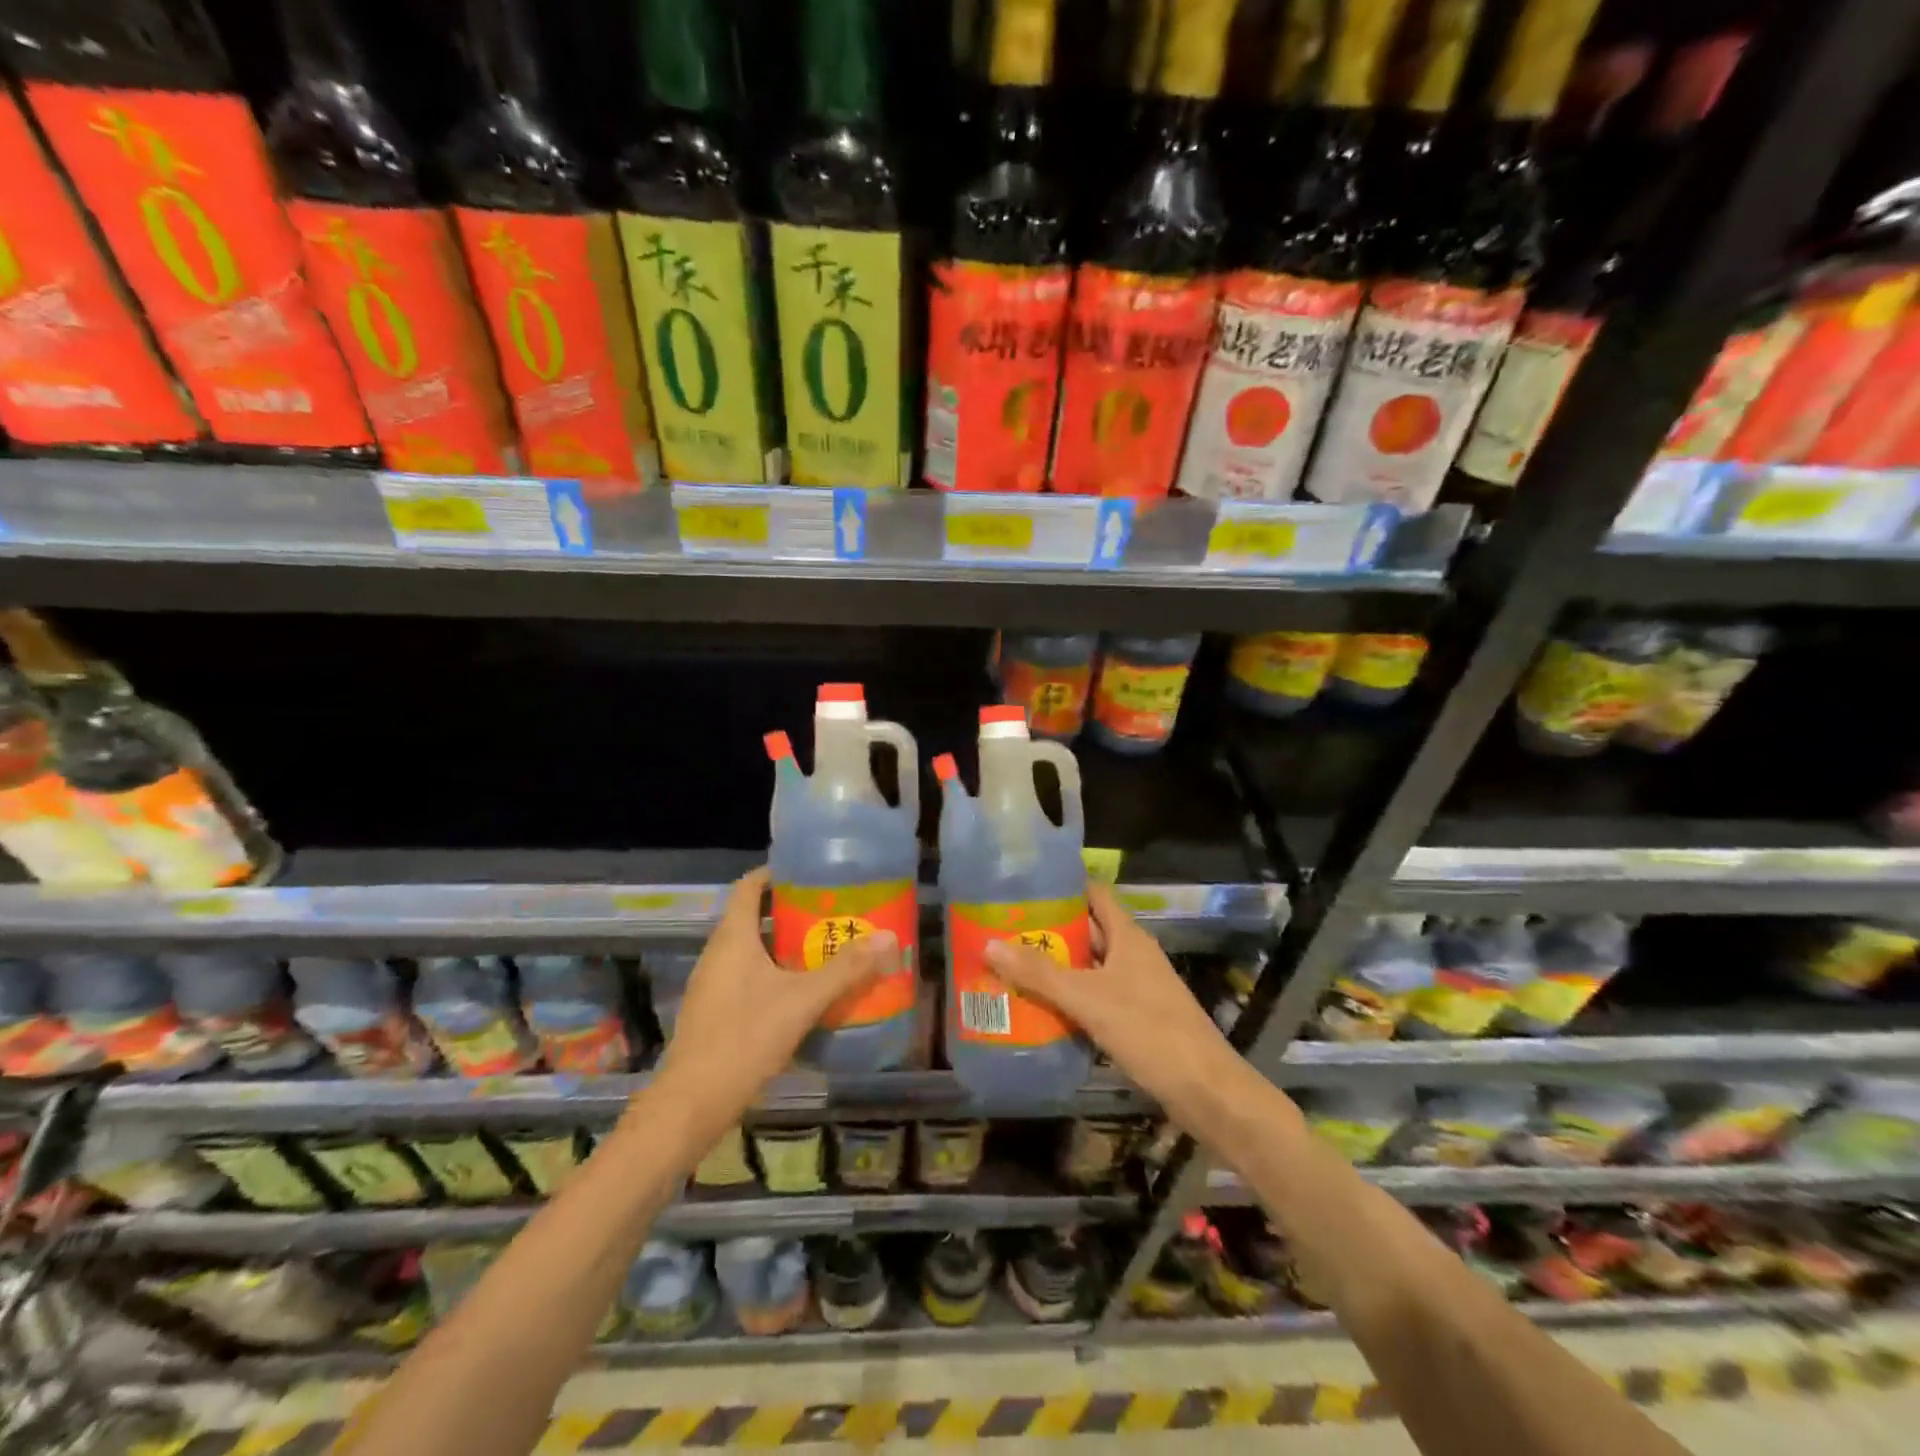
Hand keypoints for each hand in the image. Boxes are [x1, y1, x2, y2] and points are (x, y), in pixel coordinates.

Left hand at [645, 867, 898, 1149]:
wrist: (691, 1105)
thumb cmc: (744, 1039)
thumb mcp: (802, 1001)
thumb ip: (846, 970)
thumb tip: (889, 939)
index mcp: (732, 938)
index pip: (748, 886)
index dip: (775, 873)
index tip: (809, 871)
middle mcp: (717, 954)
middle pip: (753, 918)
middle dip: (791, 912)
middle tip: (832, 912)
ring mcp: (712, 986)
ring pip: (751, 951)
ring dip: (784, 946)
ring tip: (826, 949)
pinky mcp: (714, 1013)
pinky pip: (747, 978)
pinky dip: (774, 975)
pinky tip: (802, 994)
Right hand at [984, 882, 1240, 1116]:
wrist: (1206, 1092)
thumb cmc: (1150, 1031)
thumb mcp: (1088, 999)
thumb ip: (1040, 974)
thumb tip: (989, 944)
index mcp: (1128, 937)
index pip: (1094, 894)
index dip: (1062, 887)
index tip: (1023, 887)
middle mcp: (1132, 956)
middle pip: (1087, 932)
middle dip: (1048, 931)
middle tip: (1002, 931)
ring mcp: (1136, 988)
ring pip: (1088, 968)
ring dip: (1055, 968)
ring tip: (1010, 967)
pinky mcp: (1136, 1019)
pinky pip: (1094, 998)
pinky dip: (1069, 999)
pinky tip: (1038, 1009)